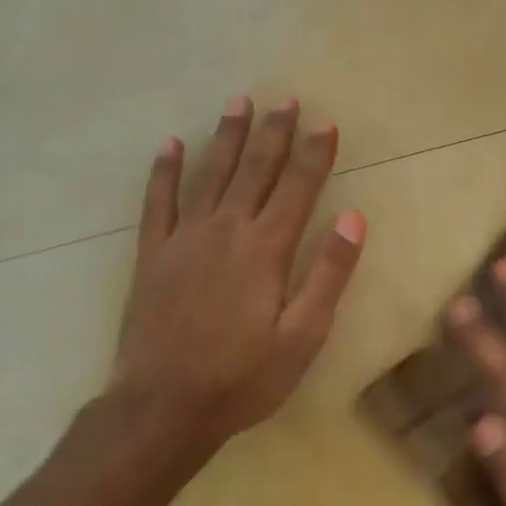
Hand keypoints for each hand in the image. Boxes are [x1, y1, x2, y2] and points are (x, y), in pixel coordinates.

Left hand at [109, 95, 365, 467]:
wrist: (163, 406)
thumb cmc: (243, 377)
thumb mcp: (303, 336)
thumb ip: (328, 274)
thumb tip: (354, 219)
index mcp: (266, 249)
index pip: (298, 188)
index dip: (315, 154)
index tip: (326, 123)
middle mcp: (226, 230)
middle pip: (255, 170)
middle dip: (274, 133)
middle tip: (287, 100)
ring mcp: (184, 238)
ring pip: (210, 174)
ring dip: (227, 137)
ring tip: (240, 102)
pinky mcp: (152, 254)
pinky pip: (158, 201)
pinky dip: (164, 171)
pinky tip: (171, 145)